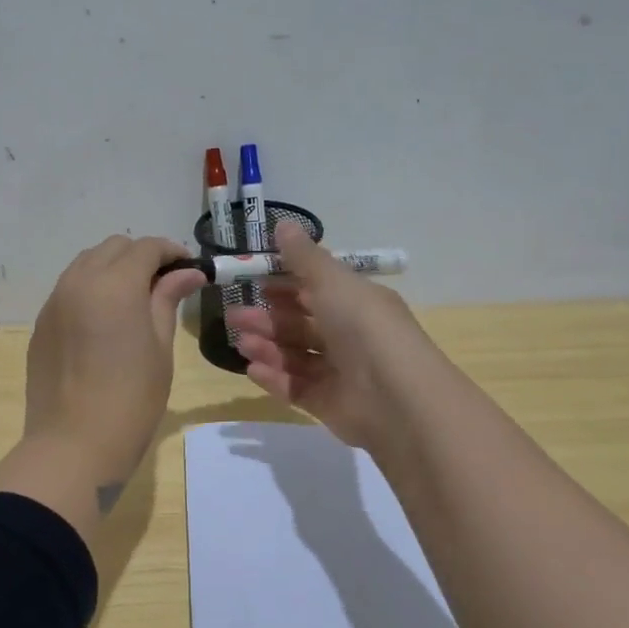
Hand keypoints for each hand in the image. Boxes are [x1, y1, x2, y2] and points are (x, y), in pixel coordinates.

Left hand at [22, 235, 205, 493]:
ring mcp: (54, 303)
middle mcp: (78, 282)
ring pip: (86, 264)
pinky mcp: (41, 326)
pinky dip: (91, 290)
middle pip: (113, 248)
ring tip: (135, 301)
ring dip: (113, 270)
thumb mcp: (159, 347)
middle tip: (165, 285)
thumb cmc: (131, 399)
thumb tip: (187, 273)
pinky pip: (68, 290)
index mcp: (114, 284)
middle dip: (141, 257)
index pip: (146, 248)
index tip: (191, 271)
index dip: (172, 252)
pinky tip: (105, 321)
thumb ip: (167, 300)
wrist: (74, 445)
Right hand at [226, 220, 443, 451]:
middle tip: (233, 316)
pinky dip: (275, 378)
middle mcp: (350, 335)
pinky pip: (296, 387)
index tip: (254, 281)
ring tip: (240, 343)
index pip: (317, 289)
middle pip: (301, 324)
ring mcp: (340, 372)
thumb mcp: (332, 282)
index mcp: (357, 302)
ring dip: (267, 346)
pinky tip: (252, 369)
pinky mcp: (329, 403)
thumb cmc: (364, 328)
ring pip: (296, 355)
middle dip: (267, 318)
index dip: (285, 284)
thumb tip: (283, 224)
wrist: (395, 397)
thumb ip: (304, 257)